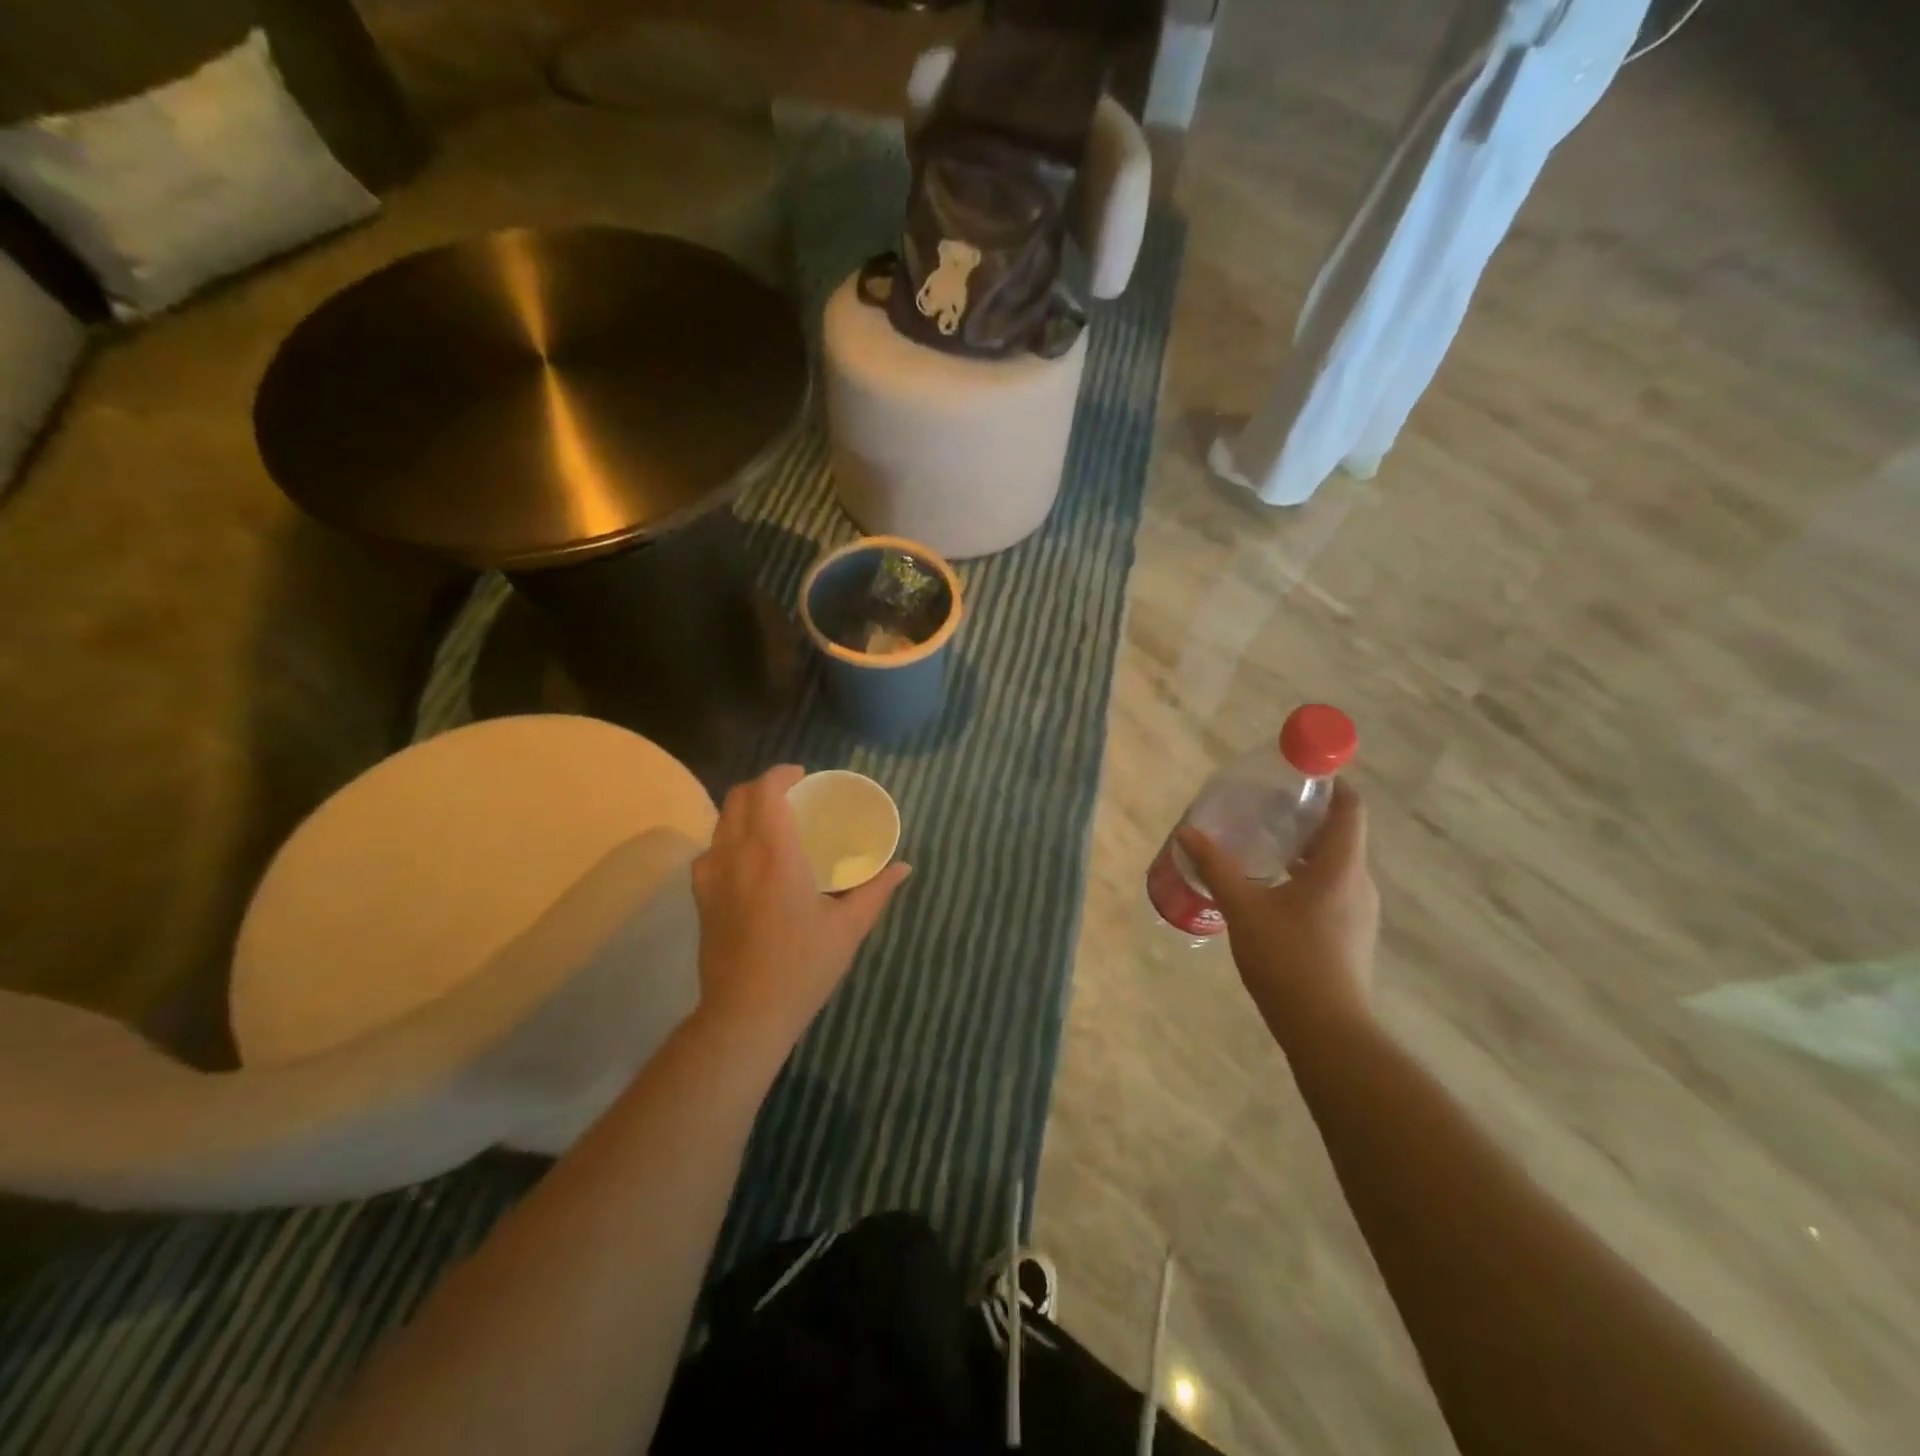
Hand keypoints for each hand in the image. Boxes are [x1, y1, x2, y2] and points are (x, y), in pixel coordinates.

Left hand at [691, 765, 911, 1046]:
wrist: (745, 1014)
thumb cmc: (803, 967)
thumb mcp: (848, 928)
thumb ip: (876, 890)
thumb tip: (904, 867)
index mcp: (774, 853)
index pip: (766, 791)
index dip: (782, 774)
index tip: (803, 777)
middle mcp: (737, 854)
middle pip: (738, 797)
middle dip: (764, 786)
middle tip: (793, 795)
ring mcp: (712, 875)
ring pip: (721, 821)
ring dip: (746, 810)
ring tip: (773, 823)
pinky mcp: (701, 896)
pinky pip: (711, 850)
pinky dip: (730, 838)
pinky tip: (749, 860)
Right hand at [1176, 780, 1378, 1045]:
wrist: (1326, 1029)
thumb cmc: (1287, 958)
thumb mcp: (1243, 908)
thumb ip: (1216, 867)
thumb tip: (1188, 833)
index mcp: (1340, 867)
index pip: (1350, 808)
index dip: (1331, 784)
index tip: (1298, 775)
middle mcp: (1358, 883)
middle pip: (1341, 834)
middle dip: (1306, 817)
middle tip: (1265, 808)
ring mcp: (1359, 911)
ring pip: (1336, 865)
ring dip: (1305, 850)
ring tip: (1263, 846)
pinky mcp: (1351, 934)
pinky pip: (1332, 889)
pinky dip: (1307, 877)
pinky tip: (1272, 890)